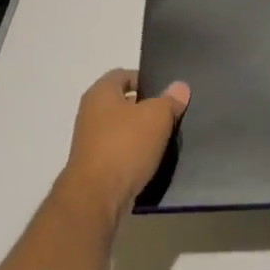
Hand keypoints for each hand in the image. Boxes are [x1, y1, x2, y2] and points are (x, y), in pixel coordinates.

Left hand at [56, 70, 190, 220]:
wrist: (97, 195)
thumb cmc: (125, 146)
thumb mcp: (157, 117)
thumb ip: (169, 100)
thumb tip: (179, 87)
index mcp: (100, 93)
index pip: (123, 75)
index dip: (145, 80)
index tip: (167, 92)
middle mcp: (90, 112)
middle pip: (123, 102)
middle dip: (147, 108)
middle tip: (172, 115)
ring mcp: (90, 140)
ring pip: (122, 129)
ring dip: (142, 133)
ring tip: (167, 139)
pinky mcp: (95, 164)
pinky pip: (120, 151)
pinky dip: (134, 153)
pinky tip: (152, 160)